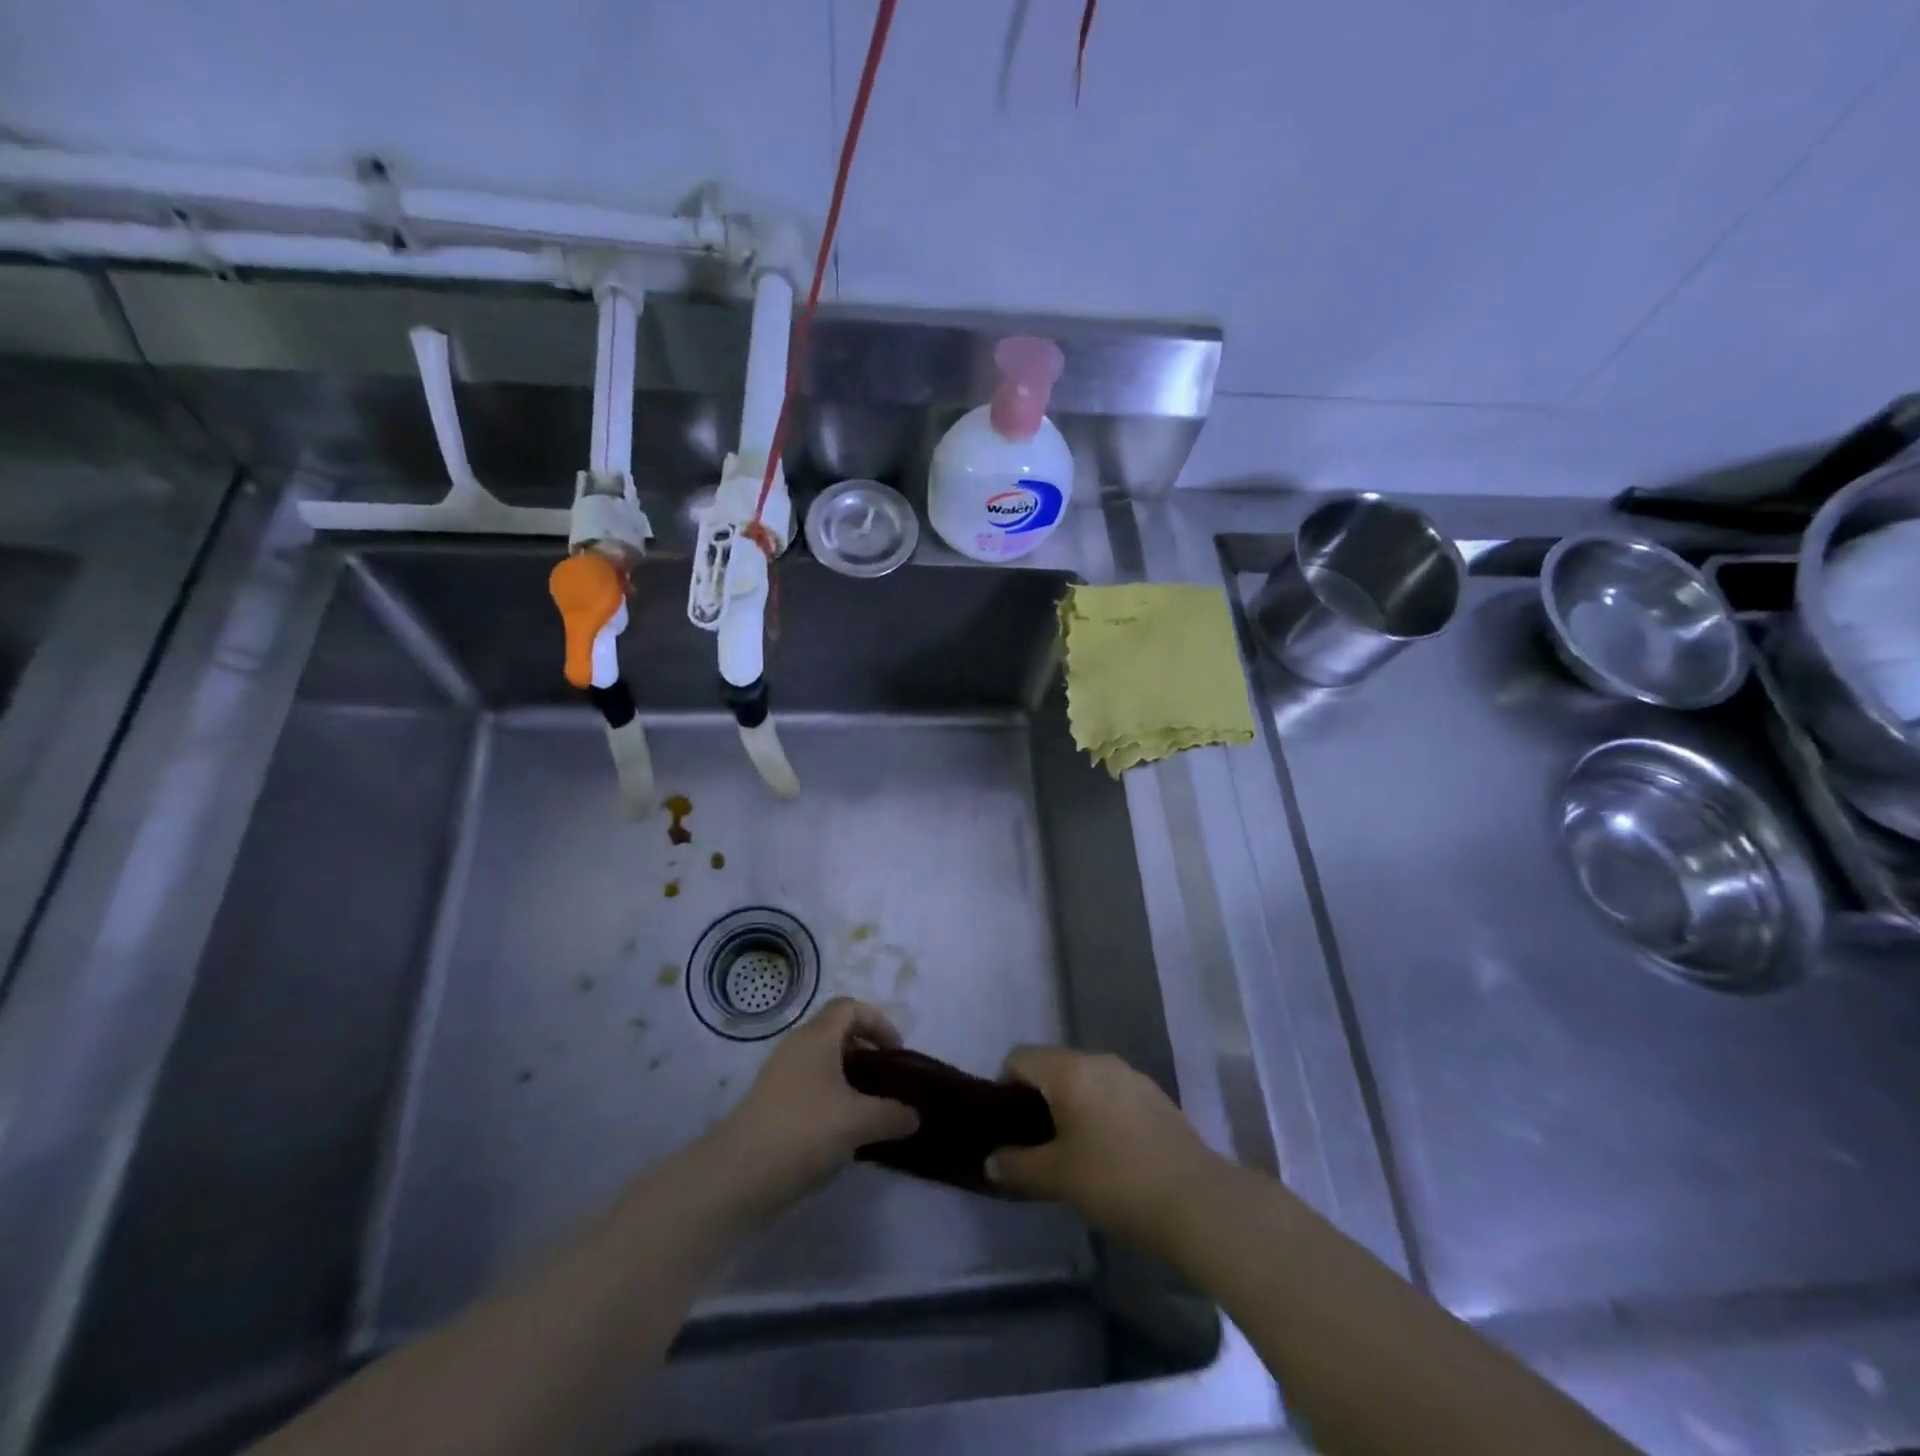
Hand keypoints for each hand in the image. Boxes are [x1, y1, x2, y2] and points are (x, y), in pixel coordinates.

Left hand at [711, 998, 919, 1210]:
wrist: (736, 1177)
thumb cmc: (803, 1131)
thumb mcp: (858, 1122)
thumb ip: (892, 1114)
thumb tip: (914, 1114)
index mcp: (816, 1037)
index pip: (850, 1007)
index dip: (878, 1022)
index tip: (896, 1054)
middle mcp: (796, 1048)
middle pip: (836, 1032)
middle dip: (866, 1052)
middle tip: (886, 1082)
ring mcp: (779, 1077)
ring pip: (822, 1063)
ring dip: (849, 1079)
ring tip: (869, 1111)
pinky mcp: (770, 1106)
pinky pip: (809, 1088)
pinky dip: (831, 1100)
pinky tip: (842, 1134)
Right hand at [987, 1047, 1224, 1252]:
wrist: (1196, 1199)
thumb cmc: (1116, 1181)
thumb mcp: (1057, 1178)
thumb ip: (1017, 1165)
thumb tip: (990, 1161)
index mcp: (1069, 1070)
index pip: (1019, 1057)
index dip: (1005, 1088)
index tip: (1009, 1128)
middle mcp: (1098, 1060)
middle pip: (1052, 1065)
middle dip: (1038, 1098)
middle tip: (1036, 1143)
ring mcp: (1130, 1075)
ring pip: (1084, 1079)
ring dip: (1070, 1105)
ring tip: (1072, 1151)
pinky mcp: (1154, 1095)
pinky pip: (1111, 1092)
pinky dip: (1099, 1111)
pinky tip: (1109, 1152)